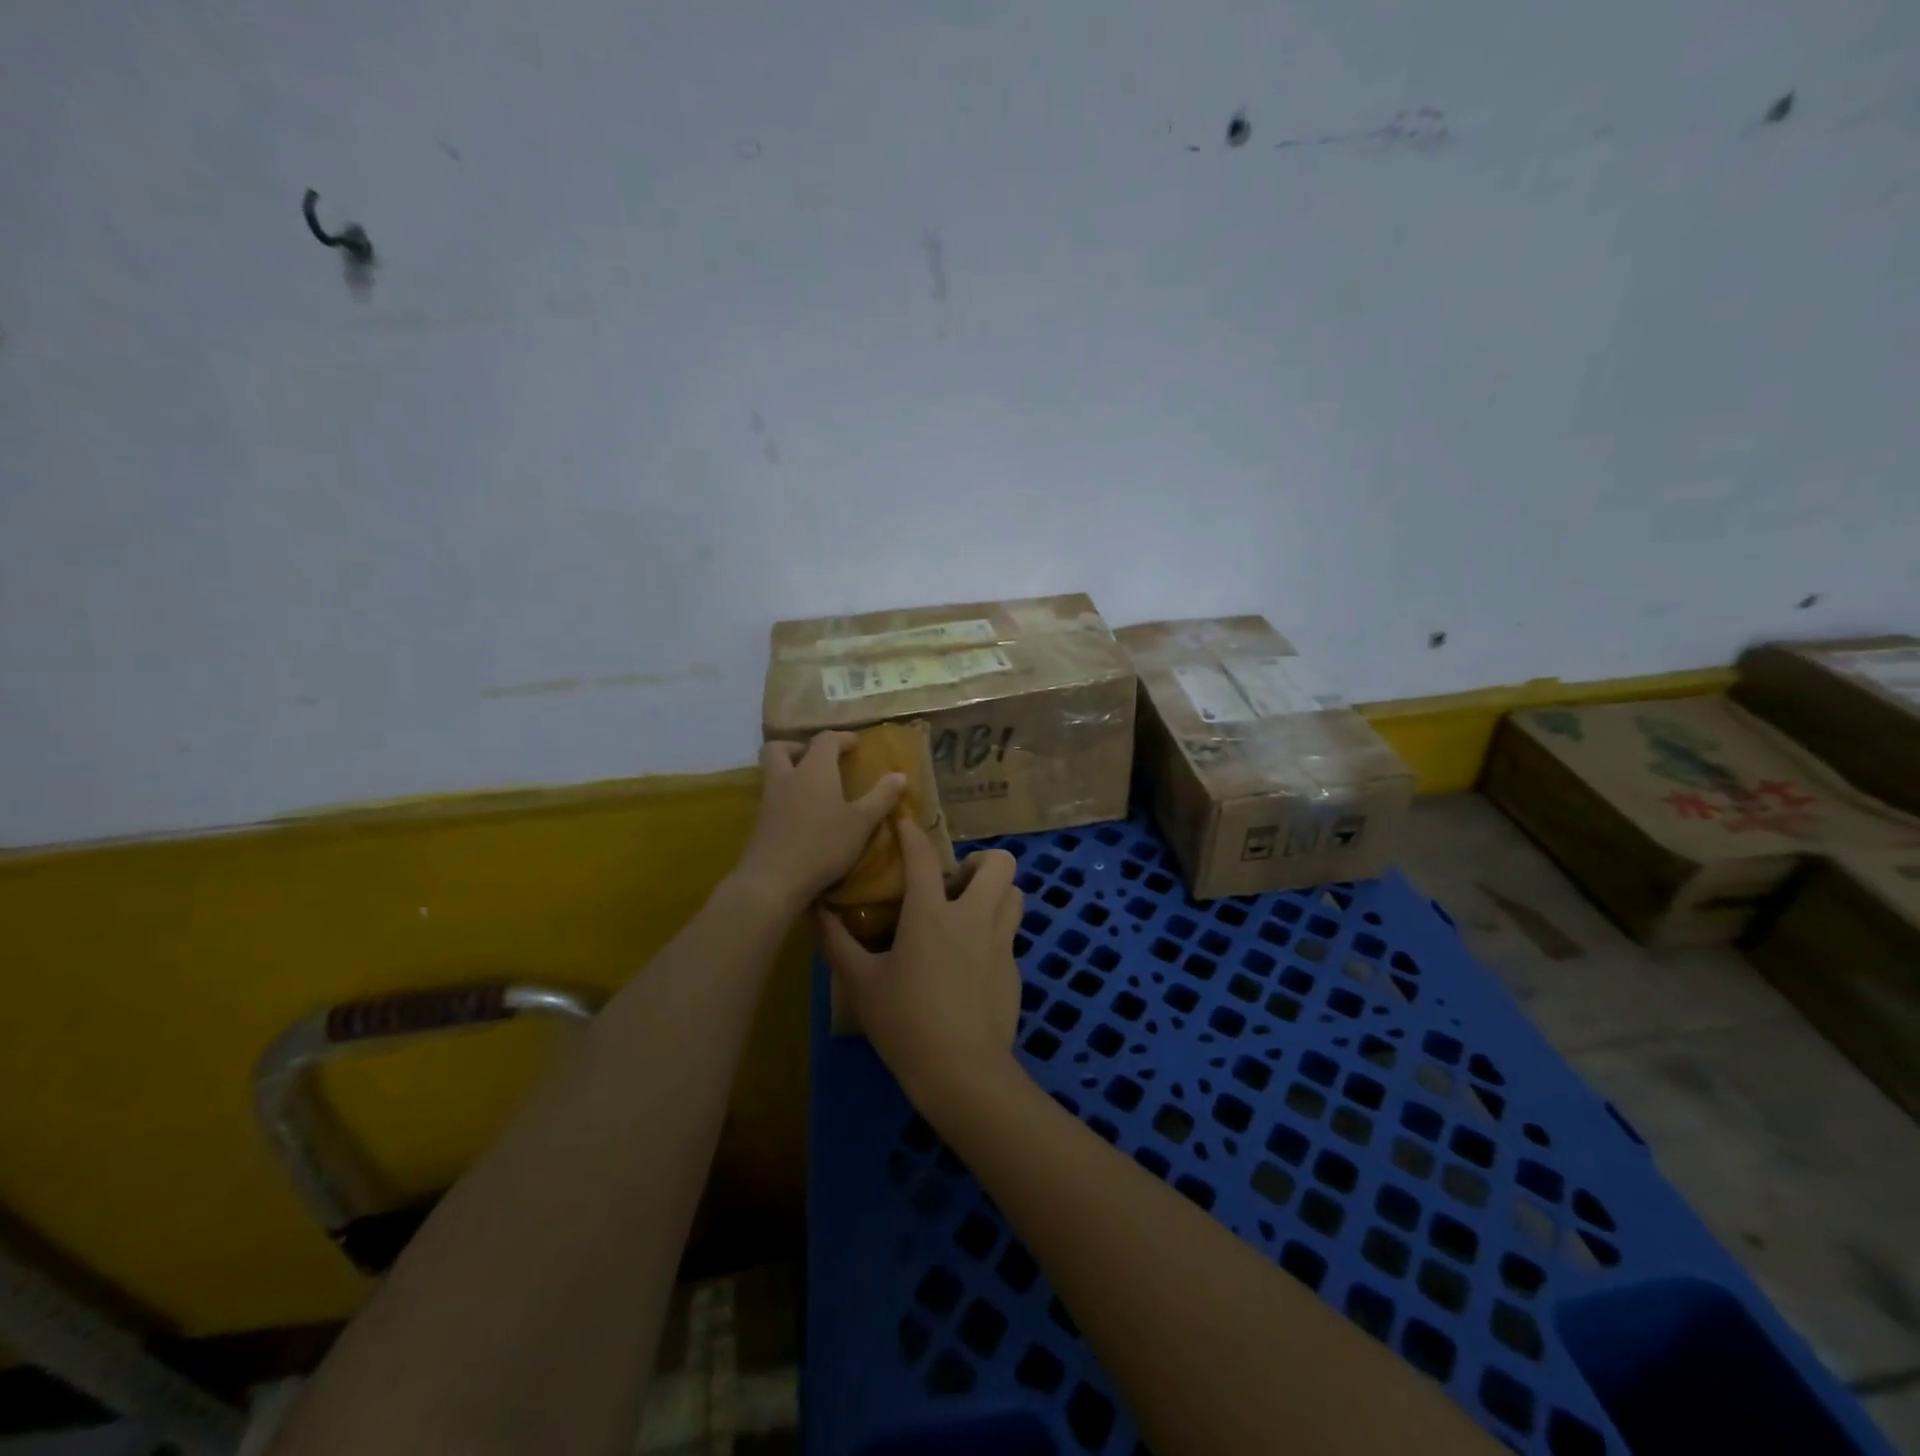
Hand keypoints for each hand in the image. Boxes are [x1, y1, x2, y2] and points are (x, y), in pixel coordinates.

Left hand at [733, 734, 905, 912]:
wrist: (774, 880)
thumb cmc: (823, 844)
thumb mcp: (862, 823)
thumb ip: (882, 797)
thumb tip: (900, 775)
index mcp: (814, 769)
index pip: (825, 739)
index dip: (841, 738)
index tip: (855, 745)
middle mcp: (787, 777)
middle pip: (781, 748)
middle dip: (798, 747)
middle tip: (819, 761)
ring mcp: (769, 799)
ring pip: (772, 772)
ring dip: (790, 771)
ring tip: (813, 788)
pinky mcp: (760, 822)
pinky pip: (771, 796)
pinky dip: (786, 796)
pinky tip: (802, 815)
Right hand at [817, 818, 1024, 1114]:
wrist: (962, 1073)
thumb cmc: (905, 1024)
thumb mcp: (861, 983)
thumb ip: (837, 943)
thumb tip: (816, 911)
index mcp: (931, 914)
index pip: (923, 856)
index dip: (912, 833)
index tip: (904, 822)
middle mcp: (973, 917)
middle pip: (999, 863)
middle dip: (980, 861)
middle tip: (955, 883)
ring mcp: (1001, 942)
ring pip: (1015, 893)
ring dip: (996, 892)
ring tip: (970, 912)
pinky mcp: (1015, 969)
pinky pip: (1011, 933)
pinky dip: (995, 931)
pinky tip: (973, 960)